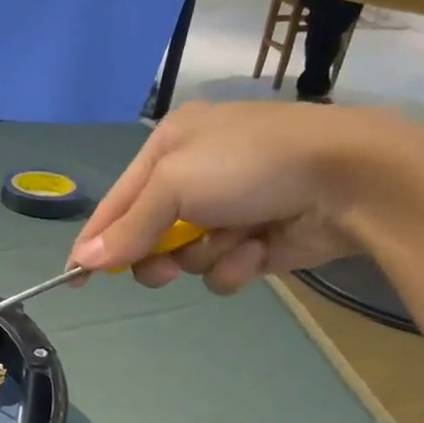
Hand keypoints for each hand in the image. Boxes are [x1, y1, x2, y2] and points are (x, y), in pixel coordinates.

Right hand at [68, 101, 407, 294]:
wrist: (349, 178)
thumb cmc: (249, 166)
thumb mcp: (174, 185)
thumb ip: (128, 227)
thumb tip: (83, 261)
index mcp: (171, 146)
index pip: (117, 202)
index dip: (95, 240)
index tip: (73, 276)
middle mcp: (196, 176)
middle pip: (148, 236)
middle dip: (156, 256)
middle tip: (166, 267)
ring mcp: (229, 210)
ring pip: (186, 258)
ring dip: (204, 256)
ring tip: (233, 242)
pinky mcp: (257, 241)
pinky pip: (223, 269)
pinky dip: (236, 265)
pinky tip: (259, 249)